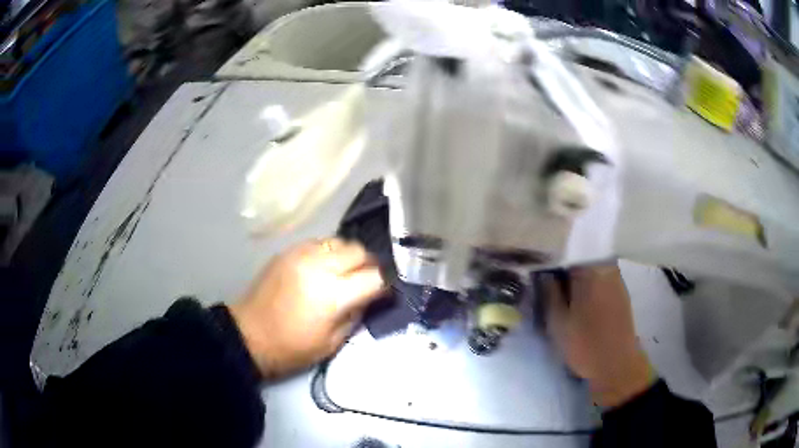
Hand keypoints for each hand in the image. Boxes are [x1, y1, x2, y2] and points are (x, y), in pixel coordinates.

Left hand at [230, 238, 383, 379]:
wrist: (248, 335)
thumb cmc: (292, 348)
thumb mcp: (333, 343)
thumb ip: (356, 314)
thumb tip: (369, 296)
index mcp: (333, 294)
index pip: (374, 276)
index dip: (384, 284)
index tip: (383, 292)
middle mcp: (320, 266)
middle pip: (360, 251)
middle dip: (369, 265)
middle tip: (365, 280)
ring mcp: (301, 254)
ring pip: (340, 241)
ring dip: (348, 256)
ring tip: (343, 272)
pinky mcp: (287, 251)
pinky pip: (319, 242)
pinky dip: (328, 252)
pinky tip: (322, 268)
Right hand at [542, 265, 655, 407]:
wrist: (616, 365)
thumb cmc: (584, 344)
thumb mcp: (557, 322)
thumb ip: (549, 292)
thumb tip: (544, 272)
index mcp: (591, 271)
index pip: (568, 248)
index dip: (552, 252)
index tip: (538, 261)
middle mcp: (607, 268)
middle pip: (582, 254)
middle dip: (564, 261)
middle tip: (547, 273)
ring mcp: (616, 279)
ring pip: (592, 265)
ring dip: (576, 271)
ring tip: (560, 283)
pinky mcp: (620, 292)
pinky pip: (601, 275)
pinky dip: (588, 280)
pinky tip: (578, 294)